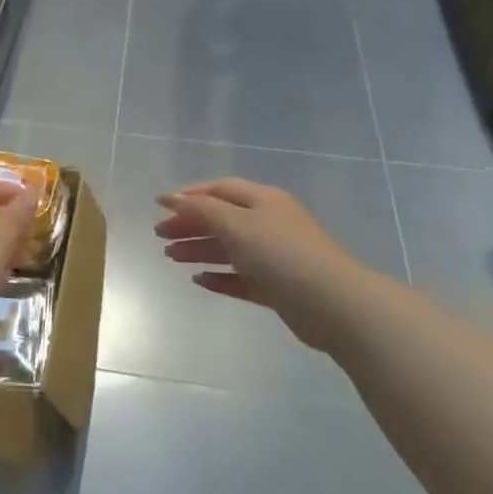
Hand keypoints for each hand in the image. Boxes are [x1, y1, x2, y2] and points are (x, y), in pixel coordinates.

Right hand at [155, 179, 358, 350]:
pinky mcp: (277, 287)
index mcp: (264, 201)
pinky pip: (241, 277)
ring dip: (199, 250)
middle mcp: (269, 224)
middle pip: (222, 218)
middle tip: (160, 236)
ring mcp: (274, 256)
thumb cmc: (281, 255)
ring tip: (170, 257)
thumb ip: (201, 211)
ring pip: (229, 248)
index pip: (221, 189)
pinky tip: (199, 280)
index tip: (160, 206)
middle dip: (190, 224)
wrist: (332, 304)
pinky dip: (220, 276)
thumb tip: (170, 197)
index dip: (190, 195)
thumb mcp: (237, 225)